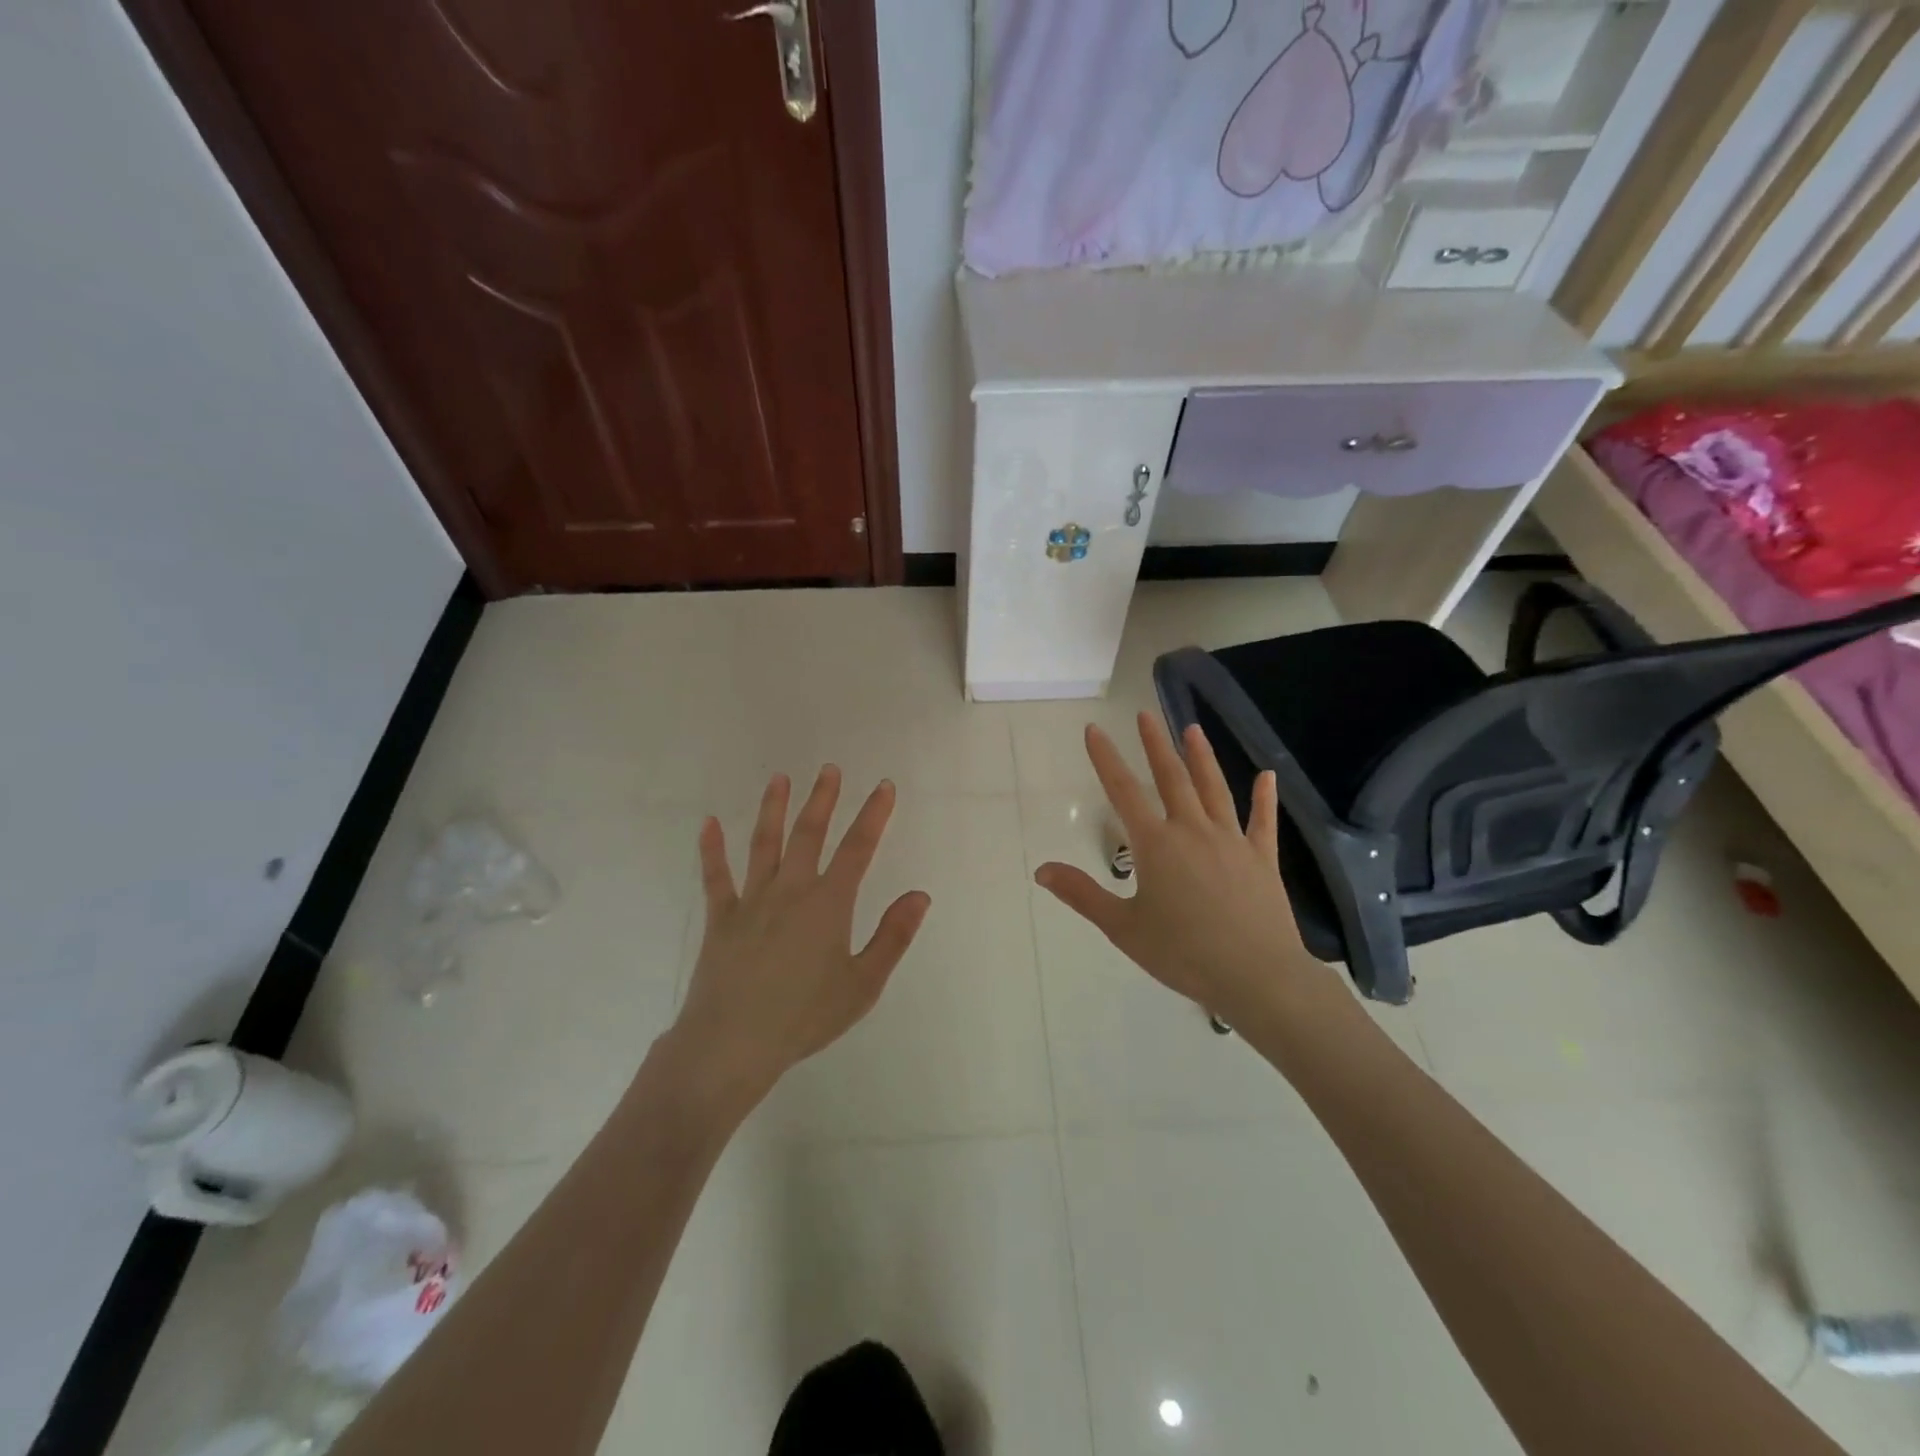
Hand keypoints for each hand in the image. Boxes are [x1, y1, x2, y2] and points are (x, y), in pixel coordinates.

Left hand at [666, 767, 930, 1112]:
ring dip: (773, 809)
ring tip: (779, 778)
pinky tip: (707, 824)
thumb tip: (919, 895)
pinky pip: (715, 877)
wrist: (732, 1044)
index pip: (858, 849)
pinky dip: (711, 849)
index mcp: (828, 904)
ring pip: (764, 844)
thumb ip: (892, 937)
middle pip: (809, 834)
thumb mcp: (862, 985)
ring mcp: (751, 901)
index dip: (873, 815)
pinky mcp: (720, 919)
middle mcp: (790, 891)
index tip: (884, 787)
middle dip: (823, 799)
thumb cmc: (805, 1017)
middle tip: (829, 770)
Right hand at [1034, 714, 1333, 1029]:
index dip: (1105, 758)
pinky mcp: (1261, 859)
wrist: (1257, 976)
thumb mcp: (1123, 927)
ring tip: (1192, 729)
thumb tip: (1042, 870)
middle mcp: (1192, 831)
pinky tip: (1267, 776)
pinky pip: (1262, 821)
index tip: (1094, 729)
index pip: (1123, 791)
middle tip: (1145, 714)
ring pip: (1213, 789)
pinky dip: (1264, 798)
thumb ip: (1083, 894)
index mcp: (1156, 845)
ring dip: (1201, 757)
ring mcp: (1231, 841)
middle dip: (1155, 744)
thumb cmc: (1183, 953)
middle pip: (1171, 778)